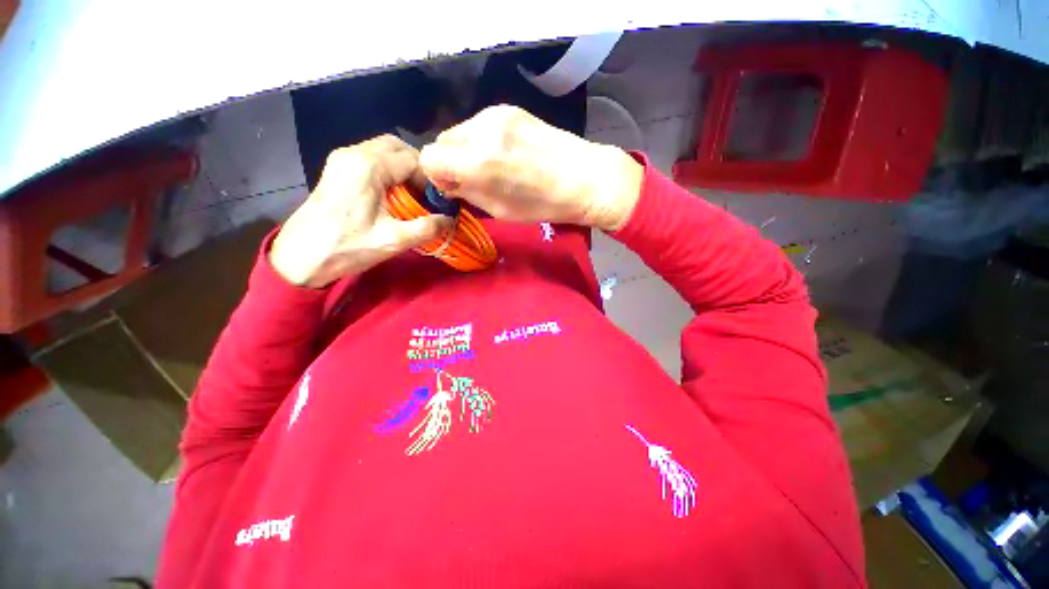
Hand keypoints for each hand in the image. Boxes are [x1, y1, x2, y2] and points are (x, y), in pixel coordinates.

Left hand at [269, 135, 452, 287]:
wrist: (301, 258)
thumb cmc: (347, 247)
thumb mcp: (394, 241)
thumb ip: (427, 228)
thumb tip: (450, 220)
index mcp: (368, 166)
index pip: (412, 159)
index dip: (430, 178)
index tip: (438, 200)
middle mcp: (354, 154)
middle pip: (396, 147)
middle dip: (418, 168)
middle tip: (427, 195)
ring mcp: (343, 159)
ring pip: (383, 150)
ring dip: (403, 168)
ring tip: (413, 195)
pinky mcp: (338, 169)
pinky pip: (371, 159)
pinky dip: (389, 171)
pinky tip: (393, 194)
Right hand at [419, 105, 642, 231]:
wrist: (584, 178)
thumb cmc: (543, 205)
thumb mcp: (500, 210)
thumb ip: (467, 193)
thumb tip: (447, 182)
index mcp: (478, 162)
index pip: (429, 158)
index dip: (436, 176)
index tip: (453, 187)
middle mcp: (481, 131)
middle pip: (441, 141)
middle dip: (450, 162)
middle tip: (473, 179)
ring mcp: (496, 114)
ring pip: (459, 131)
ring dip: (465, 150)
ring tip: (493, 166)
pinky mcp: (509, 108)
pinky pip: (479, 125)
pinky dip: (481, 140)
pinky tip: (505, 153)